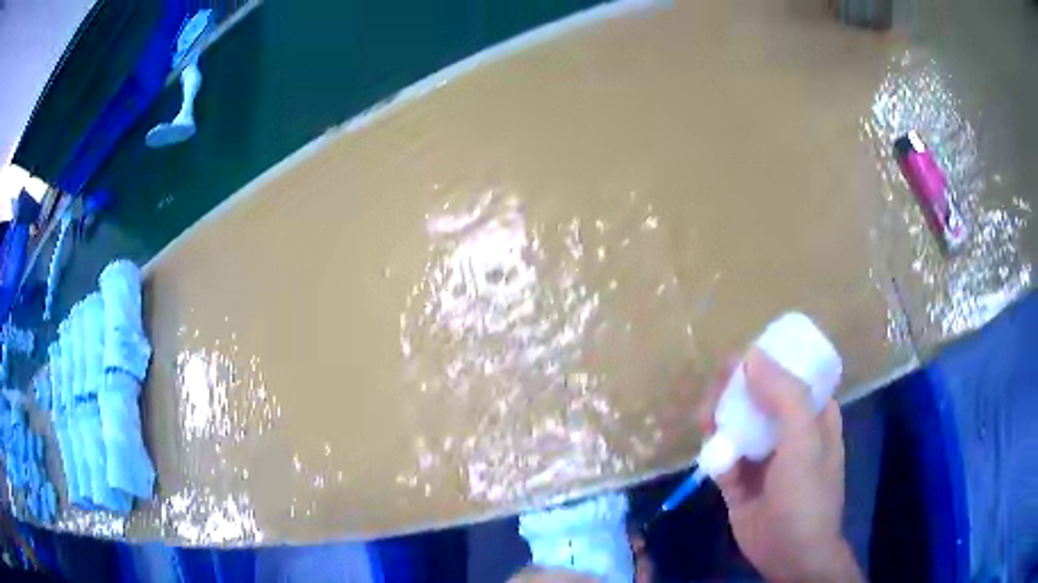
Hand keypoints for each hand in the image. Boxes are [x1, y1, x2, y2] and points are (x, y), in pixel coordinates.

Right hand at [698, 349, 861, 581]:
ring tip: (705, 420)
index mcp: (813, 413)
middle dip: (733, 392)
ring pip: (736, 424)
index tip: (737, 363)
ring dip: (718, 418)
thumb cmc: (807, 494)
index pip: (789, 374)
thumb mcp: (804, 441)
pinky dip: (714, 451)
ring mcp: (763, 456)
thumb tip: (751, 355)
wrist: (789, 553)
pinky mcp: (740, 480)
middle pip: (757, 397)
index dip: (764, 362)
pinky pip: (724, 456)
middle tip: (713, 395)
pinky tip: (709, 452)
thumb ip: (785, 397)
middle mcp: (788, 430)